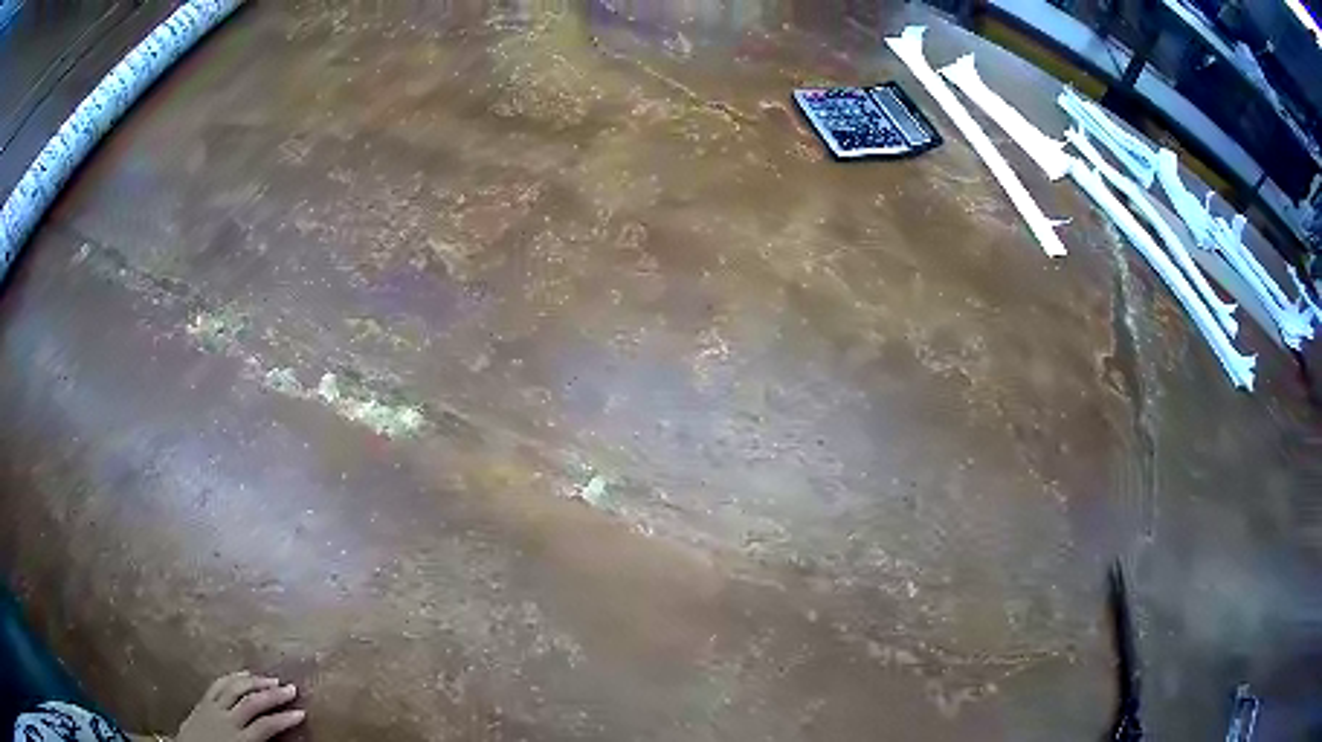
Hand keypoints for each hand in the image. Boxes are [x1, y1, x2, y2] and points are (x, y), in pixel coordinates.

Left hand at [174, 671, 305, 741]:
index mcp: (238, 739)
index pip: (265, 726)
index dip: (284, 719)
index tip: (302, 713)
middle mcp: (225, 719)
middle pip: (250, 702)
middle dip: (272, 694)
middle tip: (290, 687)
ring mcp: (211, 708)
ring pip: (233, 688)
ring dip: (253, 681)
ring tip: (270, 677)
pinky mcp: (202, 702)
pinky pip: (217, 685)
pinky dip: (232, 677)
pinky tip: (242, 675)